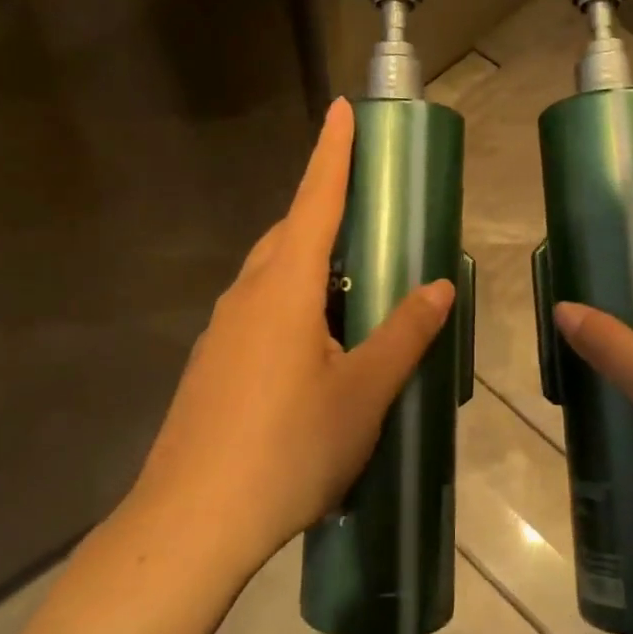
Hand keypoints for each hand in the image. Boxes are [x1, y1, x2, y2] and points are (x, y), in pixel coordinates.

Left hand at [132, 99, 454, 568]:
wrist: (192, 524)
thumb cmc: (288, 450)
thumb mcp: (363, 393)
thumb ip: (403, 334)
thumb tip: (439, 286)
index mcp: (283, 288)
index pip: (314, 201)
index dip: (332, 154)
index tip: (340, 110)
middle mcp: (246, 296)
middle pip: (288, 235)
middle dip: (325, 215)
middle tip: (370, 222)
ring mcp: (222, 332)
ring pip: (272, 278)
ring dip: (311, 268)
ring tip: (355, 293)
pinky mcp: (213, 366)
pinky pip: (260, 313)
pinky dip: (294, 308)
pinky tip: (319, 352)